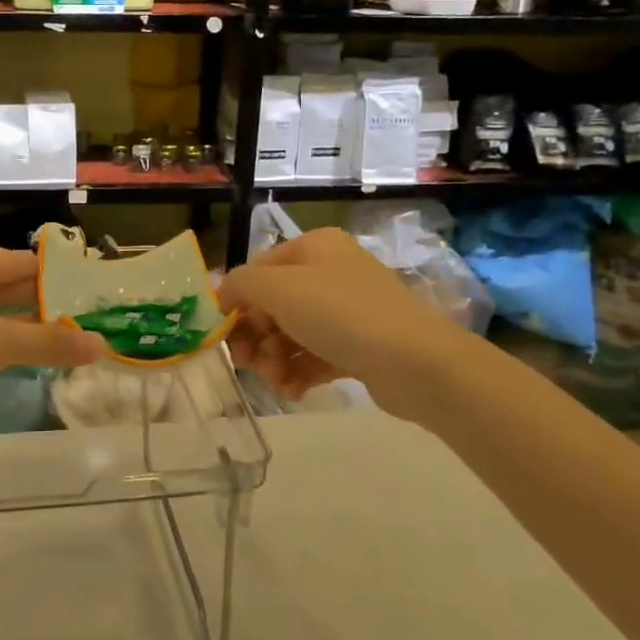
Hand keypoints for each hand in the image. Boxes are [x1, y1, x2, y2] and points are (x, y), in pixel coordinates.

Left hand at [0, 247, 106, 459]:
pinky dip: (4, 351)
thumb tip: (102, 345)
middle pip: (0, 288)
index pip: (10, 261)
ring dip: (26, 329)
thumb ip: (48, 342)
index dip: (50, 272)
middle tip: (90, 313)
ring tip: (74, 337)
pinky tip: (35, 360)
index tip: (89, 284)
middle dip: (42, 302)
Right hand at [219, 229, 471, 407]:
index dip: (236, 301)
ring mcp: (346, 311)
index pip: (258, 270)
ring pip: (291, 334)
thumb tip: (223, 294)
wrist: (416, 363)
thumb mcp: (279, 288)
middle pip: (273, 305)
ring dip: (273, 359)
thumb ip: (240, 285)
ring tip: (275, 380)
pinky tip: (291, 391)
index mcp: (313, 248)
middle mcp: (330, 273)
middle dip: (255, 336)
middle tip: (248, 363)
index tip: (223, 335)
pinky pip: (314, 356)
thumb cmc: (341, 314)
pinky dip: (297, 373)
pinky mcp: (358, 347)